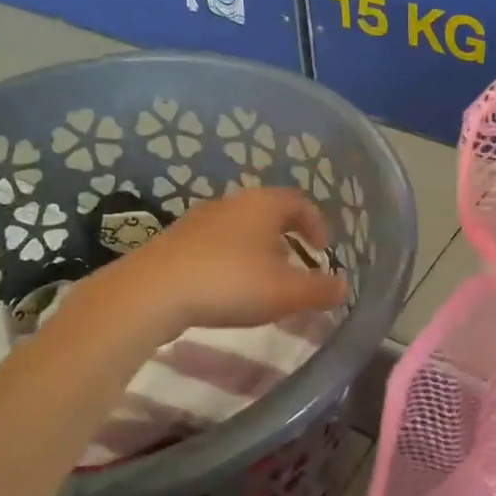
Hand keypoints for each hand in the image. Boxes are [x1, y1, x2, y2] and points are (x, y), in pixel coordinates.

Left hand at [107, 187, 347, 335]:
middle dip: (286, 238)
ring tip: (262, 281)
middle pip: (267, 212)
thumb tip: (344, 286)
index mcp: (262, 204)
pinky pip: (214, 245)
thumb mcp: (285, 292)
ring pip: (239, 228)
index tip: (322, 250)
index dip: (316, 224)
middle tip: (296, 265)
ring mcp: (198, 219)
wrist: (152, 292)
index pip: (299, 202)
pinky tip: (226, 289)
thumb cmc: (230, 283)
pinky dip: (230, 260)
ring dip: (257, 250)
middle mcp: (231, 203)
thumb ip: (320, 289)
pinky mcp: (174, 241)